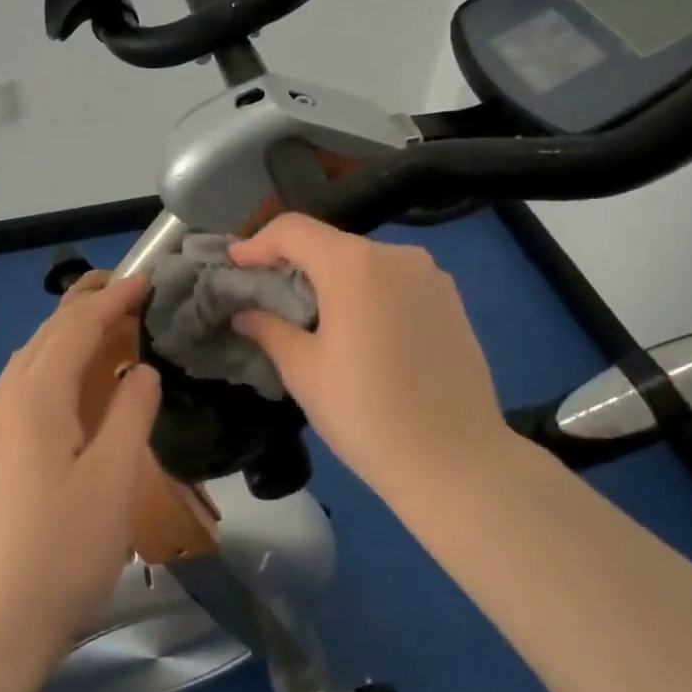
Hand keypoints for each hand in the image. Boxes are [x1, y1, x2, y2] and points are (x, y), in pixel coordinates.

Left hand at [0, 276, 160, 676]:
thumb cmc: (60, 553)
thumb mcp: (113, 481)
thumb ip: (131, 414)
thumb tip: (140, 370)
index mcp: (35, 397)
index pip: (77, 327)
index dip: (114, 300)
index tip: (146, 281)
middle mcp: (4, 401)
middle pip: (47, 336)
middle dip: (86, 306)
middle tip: (126, 291)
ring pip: (29, 361)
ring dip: (66, 336)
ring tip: (103, 329)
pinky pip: (21, 388)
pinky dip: (52, 366)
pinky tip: (69, 388)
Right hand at [229, 215, 511, 495]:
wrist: (456, 460)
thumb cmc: (366, 413)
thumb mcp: (305, 372)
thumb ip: (270, 330)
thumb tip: (246, 314)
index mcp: (353, 264)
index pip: (294, 230)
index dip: (258, 242)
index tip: (236, 264)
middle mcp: (395, 254)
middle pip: (330, 242)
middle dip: (294, 261)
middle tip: (267, 291)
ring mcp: (430, 274)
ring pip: (365, 261)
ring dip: (332, 277)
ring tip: (313, 314)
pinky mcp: (451, 299)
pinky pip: (396, 280)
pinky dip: (368, 291)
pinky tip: (359, 328)